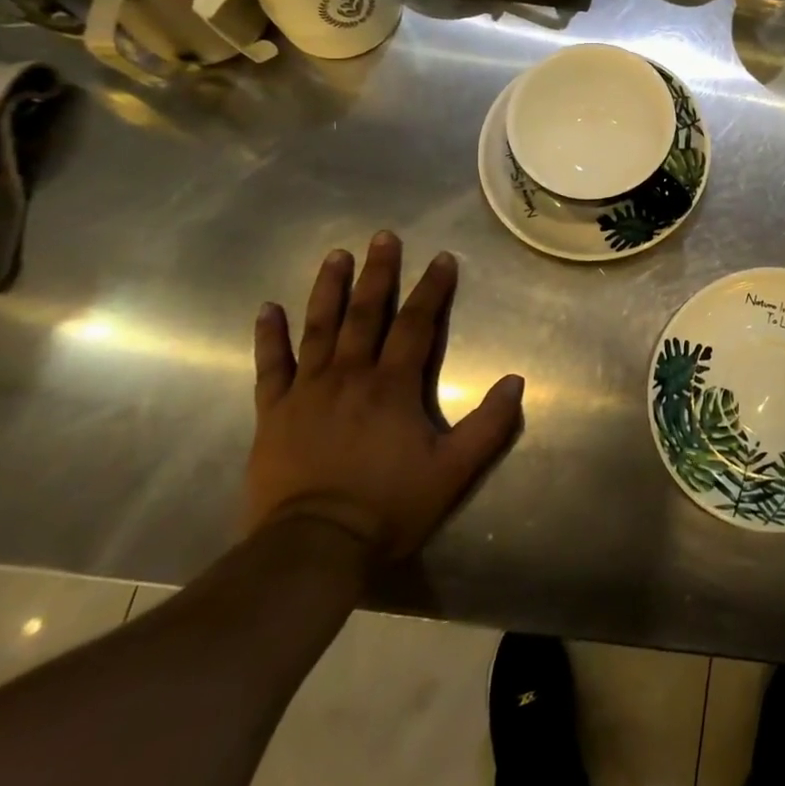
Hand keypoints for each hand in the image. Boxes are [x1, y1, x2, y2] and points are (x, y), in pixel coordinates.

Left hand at [244, 232, 523, 560]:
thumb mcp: (454, 470)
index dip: (432, 289)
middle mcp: (350, 375)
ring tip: (336, 255)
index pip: (417, 324)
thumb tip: (516, 380)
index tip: (442, 258)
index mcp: (393, 385)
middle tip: (383, 236)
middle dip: (379, 273)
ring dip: (329, 289)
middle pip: (366, 313)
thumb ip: (489, 424)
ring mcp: (307, 392)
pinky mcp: (274, 413)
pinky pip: (270, 366)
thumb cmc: (389, 506)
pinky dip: (269, 336)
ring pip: (319, 328)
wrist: (312, 549)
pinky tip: (267, 308)